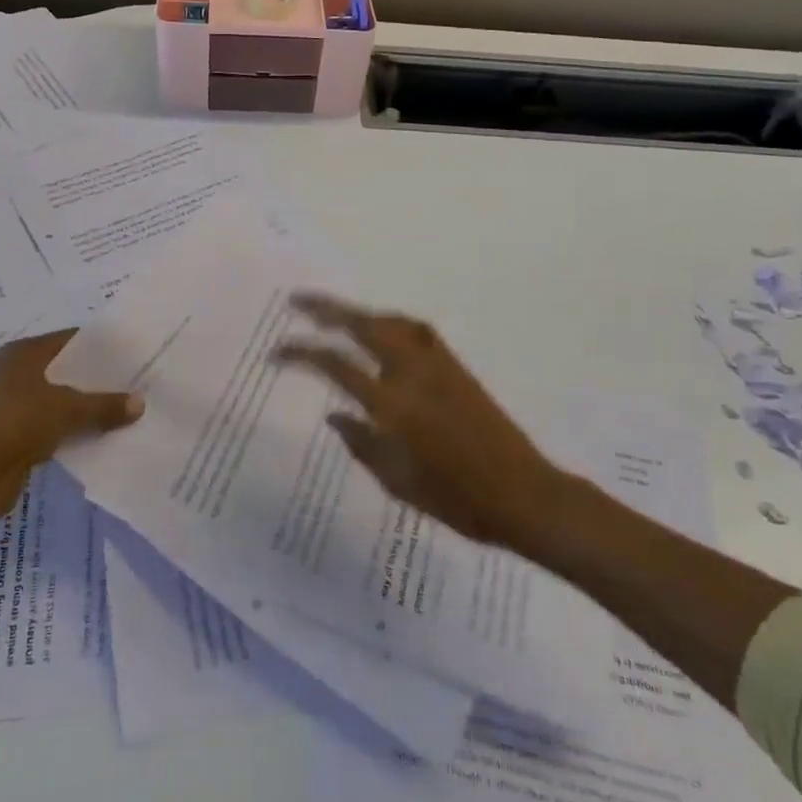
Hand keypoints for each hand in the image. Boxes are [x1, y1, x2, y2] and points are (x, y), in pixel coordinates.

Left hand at [0, 329, 142, 526]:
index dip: (100, 346)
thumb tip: (141, 403)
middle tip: (132, 382)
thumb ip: (105, 405)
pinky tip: (97, 435)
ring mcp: (9, 404)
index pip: (69, 340)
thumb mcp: (69, 409)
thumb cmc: (18, 422)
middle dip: (95, 378)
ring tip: (121, 410)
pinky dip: (70, 429)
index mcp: (22, 353)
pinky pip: (49, 424)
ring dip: (84, 407)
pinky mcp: (10, 434)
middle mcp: (13, 372)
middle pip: (64, 370)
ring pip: (58, 399)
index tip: (130, 353)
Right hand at [273, 294, 554, 546]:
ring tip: (336, 314)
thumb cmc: (457, 499)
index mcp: (392, 404)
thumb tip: (335, 416)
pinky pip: (416, 331)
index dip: (302, 354)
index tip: (277, 352)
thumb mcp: (398, 483)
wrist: (523, 494)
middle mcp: (413, 372)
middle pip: (364, 326)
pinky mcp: (457, 367)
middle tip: (298, 301)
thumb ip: (362, 444)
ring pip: (392, 322)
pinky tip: (384, 331)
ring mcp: (439, 365)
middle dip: (327, 310)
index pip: (337, 365)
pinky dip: (391, 322)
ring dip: (360, 312)